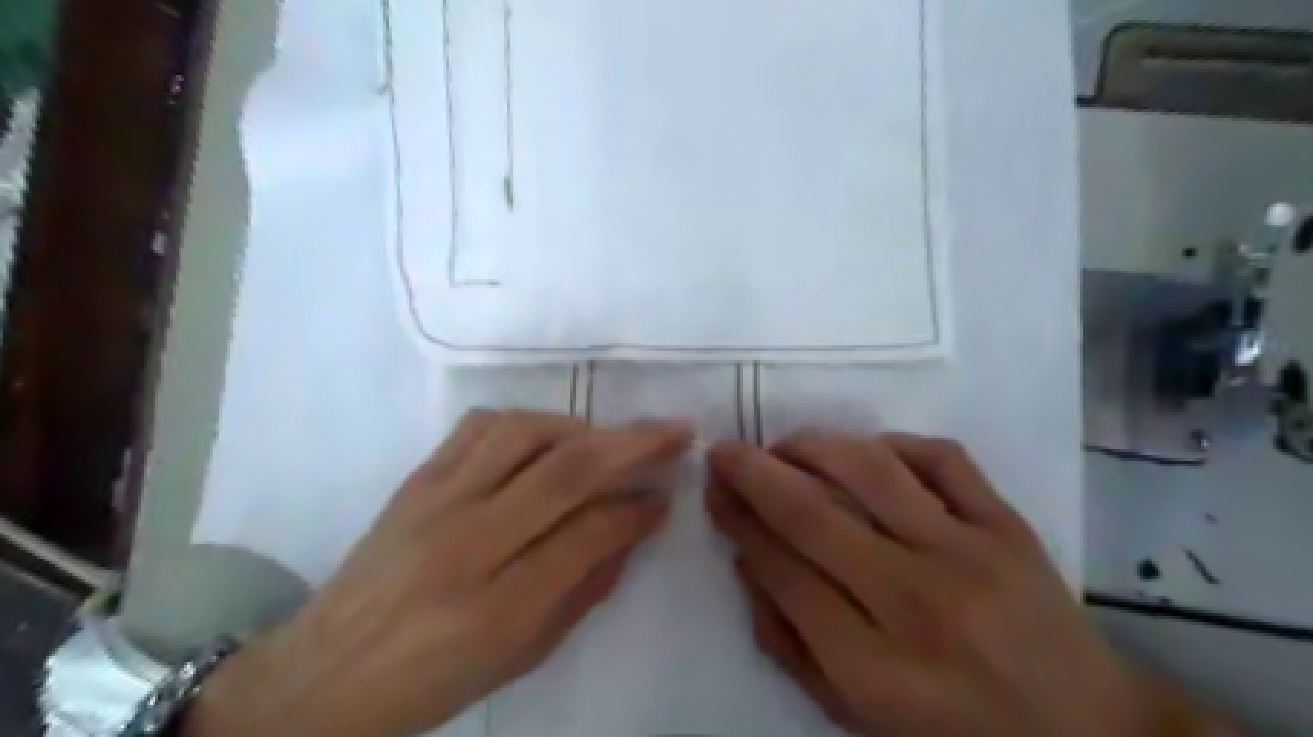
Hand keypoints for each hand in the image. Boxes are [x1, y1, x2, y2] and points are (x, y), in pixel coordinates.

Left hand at [189, 408, 689, 735]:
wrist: (322, 677)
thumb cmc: (432, 680)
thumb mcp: (522, 655)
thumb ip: (585, 588)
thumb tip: (633, 528)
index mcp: (499, 607)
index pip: (590, 534)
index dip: (639, 509)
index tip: (668, 494)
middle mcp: (468, 542)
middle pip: (567, 471)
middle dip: (635, 444)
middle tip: (677, 431)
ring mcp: (436, 501)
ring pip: (525, 433)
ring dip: (582, 427)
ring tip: (608, 439)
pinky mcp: (417, 479)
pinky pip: (480, 426)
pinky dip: (527, 421)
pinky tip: (546, 436)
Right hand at [708, 429, 1220, 736]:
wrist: (1087, 736)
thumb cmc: (954, 733)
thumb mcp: (856, 716)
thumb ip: (789, 644)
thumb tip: (745, 562)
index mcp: (875, 670)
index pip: (784, 572)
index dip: (739, 523)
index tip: (714, 491)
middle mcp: (917, 603)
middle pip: (813, 514)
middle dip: (754, 473)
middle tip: (725, 452)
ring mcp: (971, 554)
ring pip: (870, 469)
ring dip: (812, 445)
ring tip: (783, 445)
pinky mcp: (1009, 525)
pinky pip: (940, 457)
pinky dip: (891, 443)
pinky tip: (866, 452)